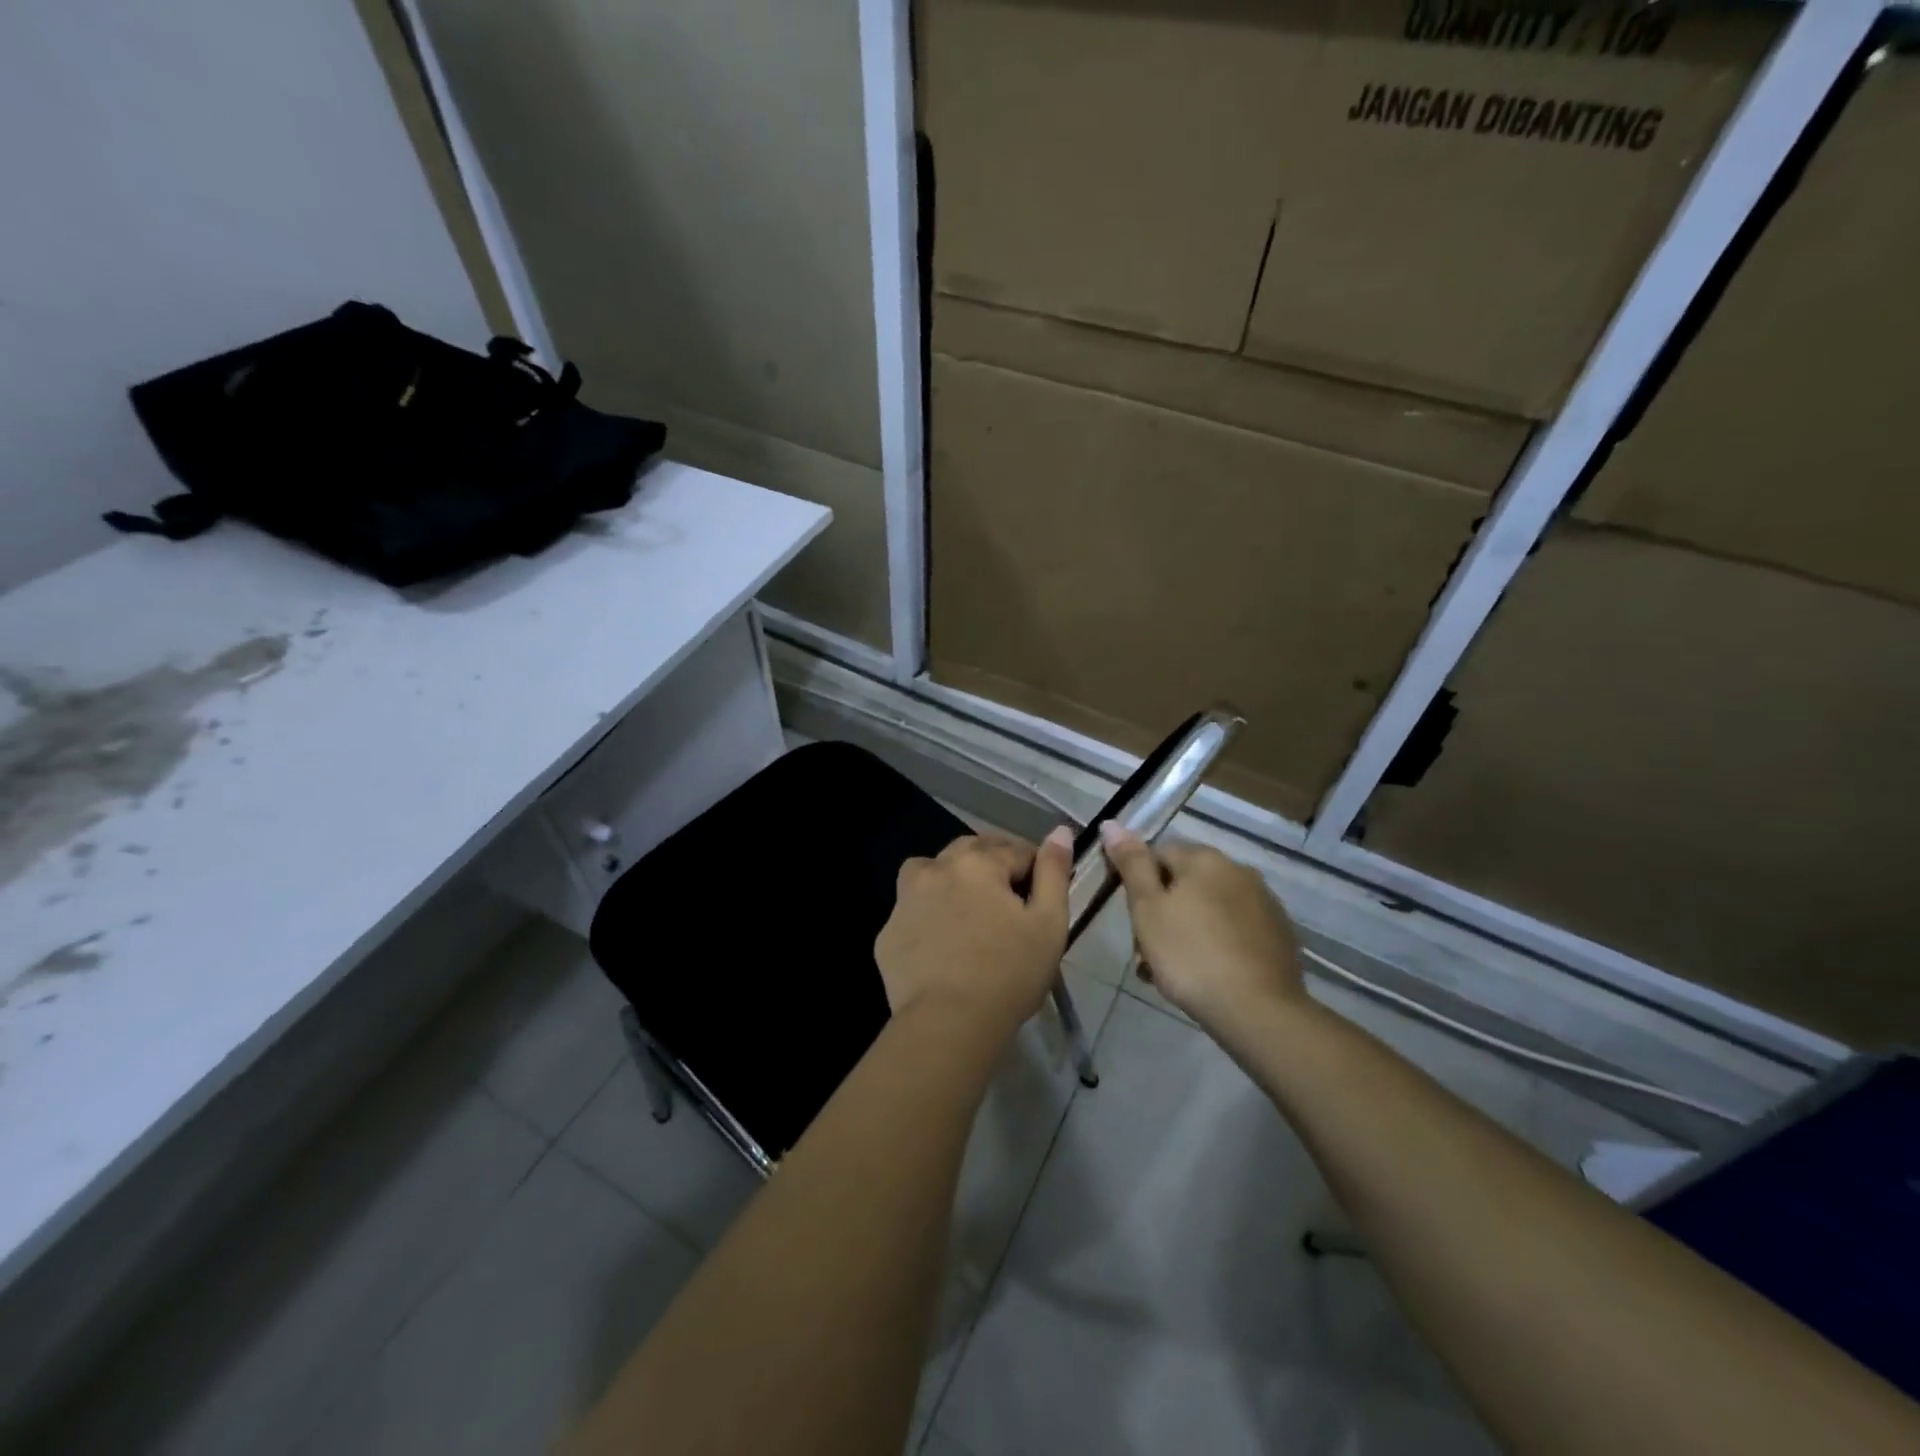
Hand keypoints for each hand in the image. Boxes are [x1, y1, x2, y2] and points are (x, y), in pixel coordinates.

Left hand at [875, 827, 1073, 1040]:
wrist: (948, 1024)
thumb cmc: (1009, 974)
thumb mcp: (1049, 923)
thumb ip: (1054, 872)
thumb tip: (1060, 831)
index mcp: (978, 863)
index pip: (1016, 850)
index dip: (1035, 869)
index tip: (1043, 895)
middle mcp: (936, 869)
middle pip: (971, 851)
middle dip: (994, 864)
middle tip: (1011, 899)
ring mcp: (905, 900)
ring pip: (931, 871)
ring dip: (952, 877)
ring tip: (970, 908)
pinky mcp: (887, 934)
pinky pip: (912, 910)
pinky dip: (928, 914)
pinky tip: (942, 942)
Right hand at [1100, 823, 1303, 1034]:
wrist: (1258, 1011)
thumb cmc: (1190, 955)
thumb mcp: (1147, 909)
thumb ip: (1131, 864)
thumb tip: (1112, 823)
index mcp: (1204, 858)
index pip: (1157, 853)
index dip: (1138, 883)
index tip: (1132, 919)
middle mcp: (1238, 869)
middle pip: (1184, 882)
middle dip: (1162, 911)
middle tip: (1146, 952)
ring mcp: (1263, 902)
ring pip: (1208, 908)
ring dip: (1186, 929)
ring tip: (1172, 971)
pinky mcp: (1279, 934)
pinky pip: (1233, 929)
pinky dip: (1216, 943)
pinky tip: (1207, 973)